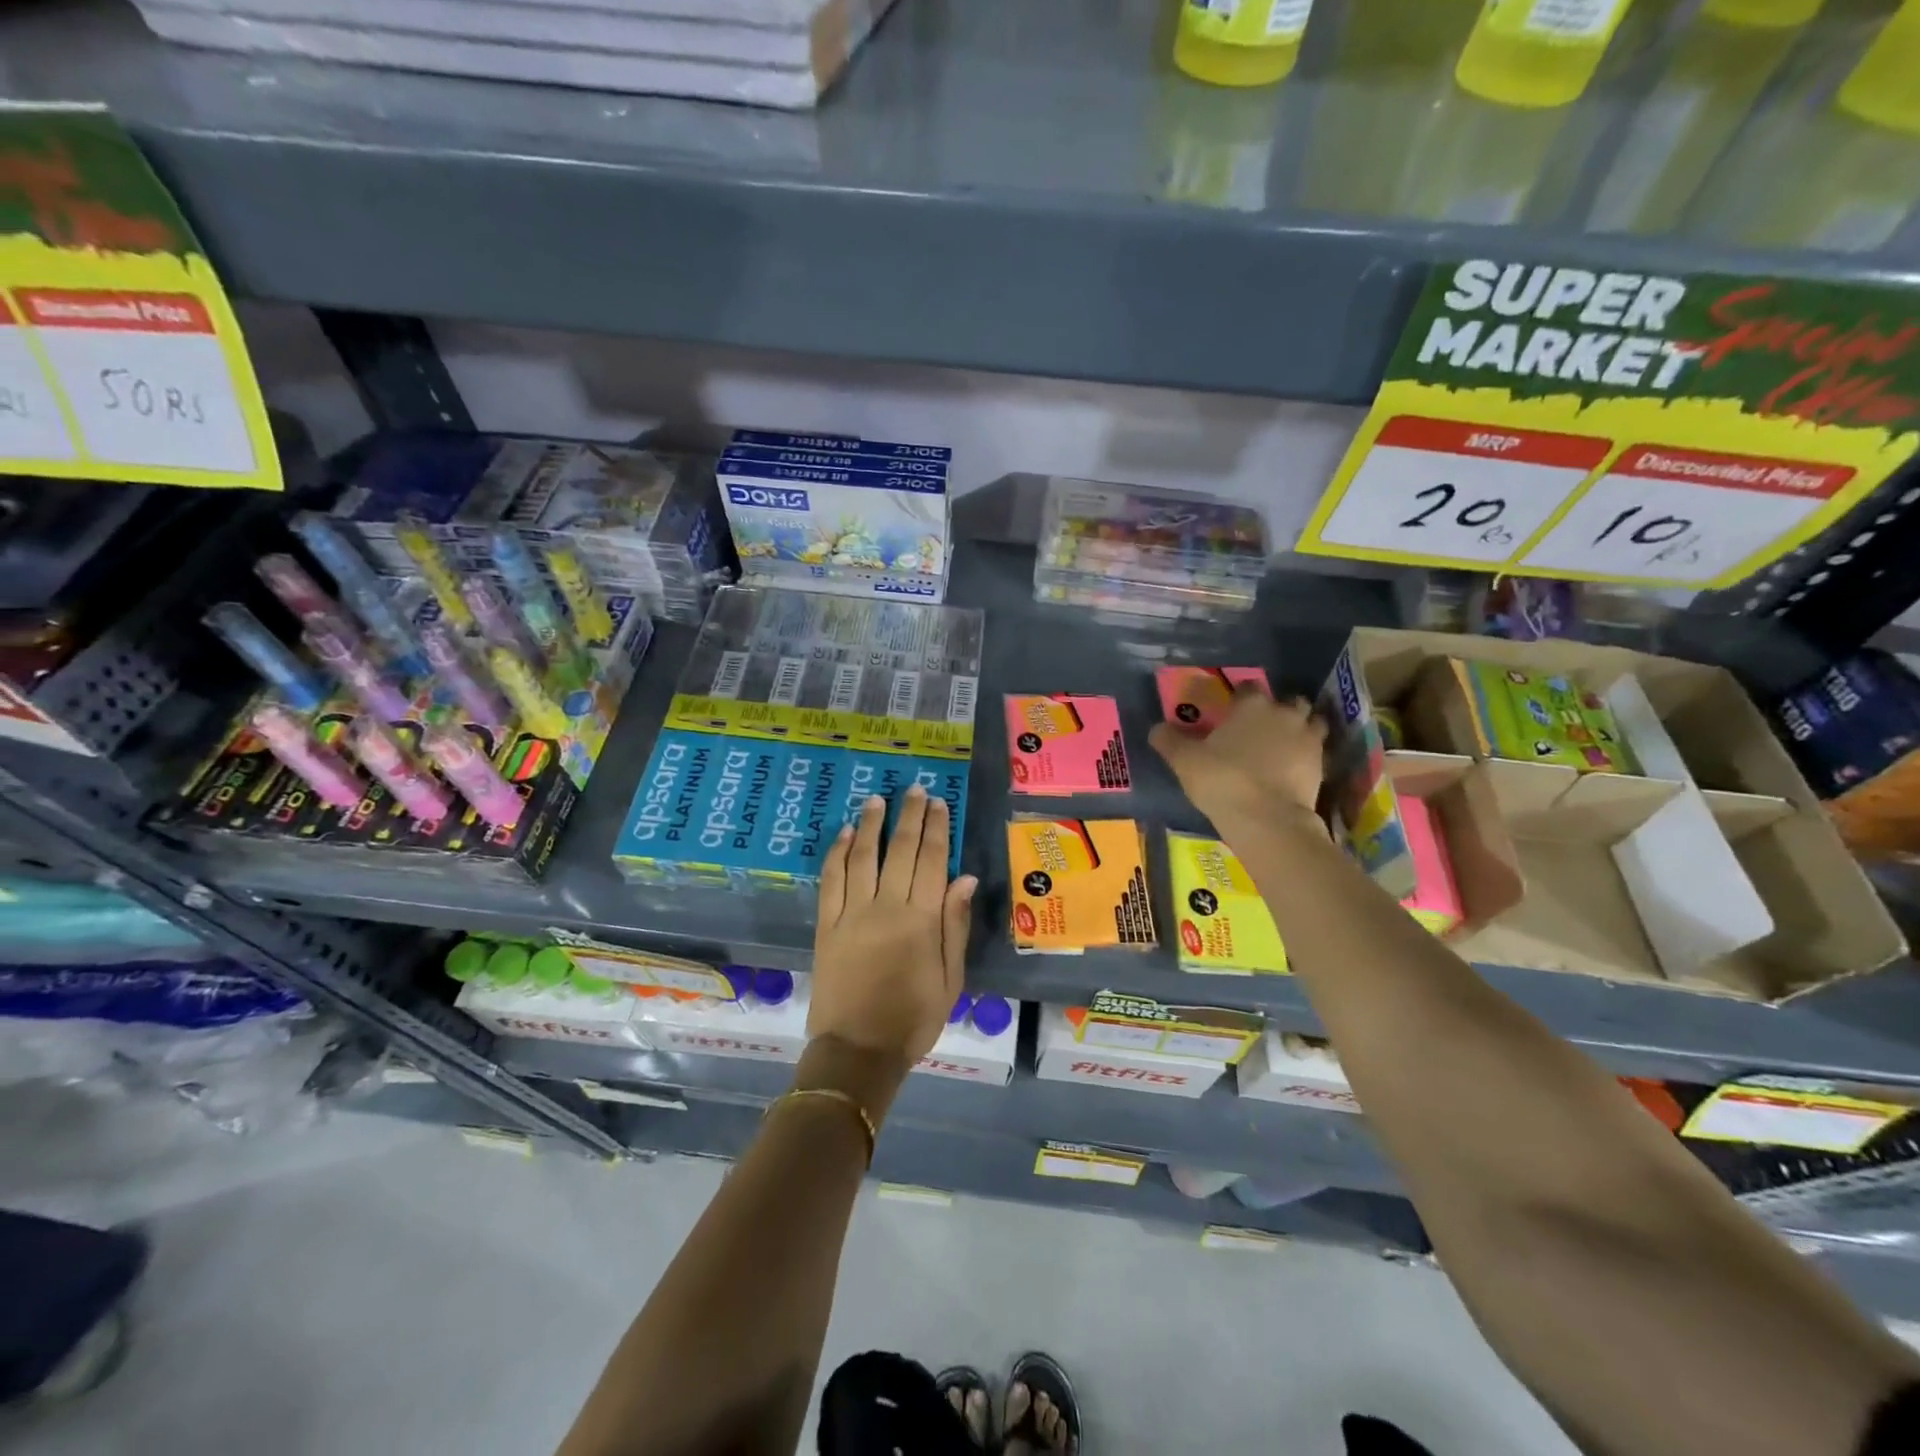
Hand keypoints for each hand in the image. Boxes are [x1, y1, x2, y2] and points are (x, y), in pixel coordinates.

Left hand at [809, 787, 976, 1068]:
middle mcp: (886, 907)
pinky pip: (830, 880)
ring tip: (877, 799)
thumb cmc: (913, 1020)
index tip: (939, 803)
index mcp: (921, 921)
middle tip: (914, 790)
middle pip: (900, 850)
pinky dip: (836, 853)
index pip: (932, 861)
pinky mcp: (826, 925)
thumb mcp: (950, 979)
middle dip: (909, 816)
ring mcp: (852, 914)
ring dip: (870, 825)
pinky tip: (843, 834)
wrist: (858, 1051)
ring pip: (862, 857)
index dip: (937, 829)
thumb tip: (965, 878)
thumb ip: (955, 926)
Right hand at [1149, 687, 1327, 836]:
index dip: (1239, 698)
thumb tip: (1156, 728)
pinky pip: (1316, 752)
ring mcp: (1309, 739)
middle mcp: (1285, 714)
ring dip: (1300, 729)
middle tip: (1260, 729)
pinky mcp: (1322, 766)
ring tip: (1283, 746)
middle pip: (1288, 702)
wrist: (1267, 819)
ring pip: (1311, 723)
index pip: (1248, 688)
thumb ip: (1169, 740)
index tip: (1230, 711)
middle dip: (1278, 710)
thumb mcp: (1184, 760)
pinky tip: (1292, 770)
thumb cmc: (1222, 780)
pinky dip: (1306, 756)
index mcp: (1252, 705)